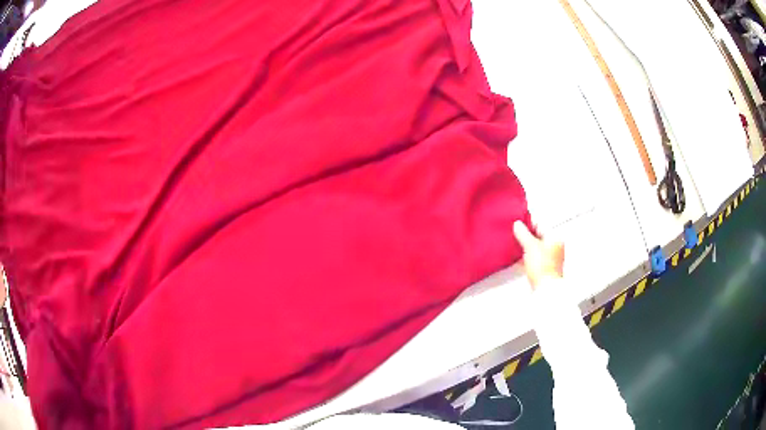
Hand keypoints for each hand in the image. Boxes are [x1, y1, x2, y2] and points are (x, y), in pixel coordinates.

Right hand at [513, 221, 564, 289]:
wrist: (545, 288)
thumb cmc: (542, 267)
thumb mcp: (530, 246)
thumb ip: (523, 233)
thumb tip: (517, 225)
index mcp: (554, 237)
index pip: (540, 223)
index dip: (527, 222)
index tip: (517, 222)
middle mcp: (554, 245)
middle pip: (537, 235)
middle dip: (526, 234)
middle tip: (515, 233)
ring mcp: (549, 257)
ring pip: (535, 245)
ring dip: (525, 244)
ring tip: (515, 244)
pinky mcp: (543, 266)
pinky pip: (533, 255)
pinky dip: (526, 254)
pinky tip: (518, 256)